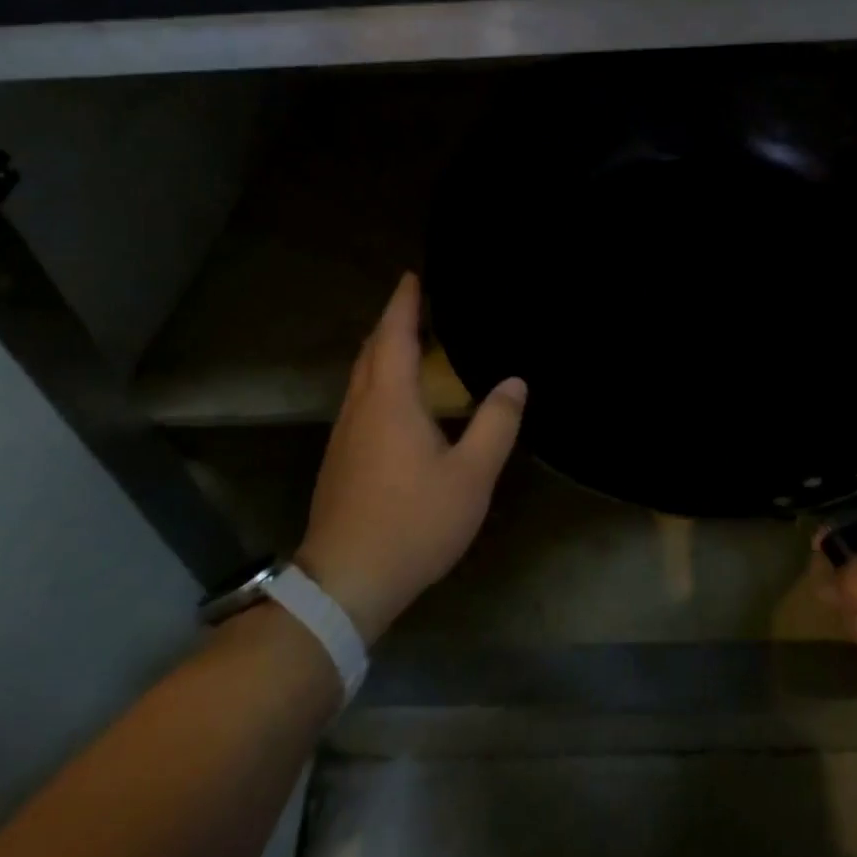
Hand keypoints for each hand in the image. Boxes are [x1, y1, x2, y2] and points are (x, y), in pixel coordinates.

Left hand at [296, 273, 525, 643]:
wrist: (346, 582)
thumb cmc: (413, 522)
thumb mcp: (471, 476)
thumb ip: (496, 424)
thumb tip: (515, 382)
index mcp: (390, 401)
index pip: (394, 335)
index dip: (404, 303)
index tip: (413, 275)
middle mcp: (361, 408)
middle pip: (371, 350)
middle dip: (392, 321)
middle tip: (418, 301)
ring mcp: (345, 435)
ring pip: (361, 376)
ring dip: (383, 350)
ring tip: (413, 340)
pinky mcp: (341, 459)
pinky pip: (361, 399)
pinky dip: (379, 378)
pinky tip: (398, 397)